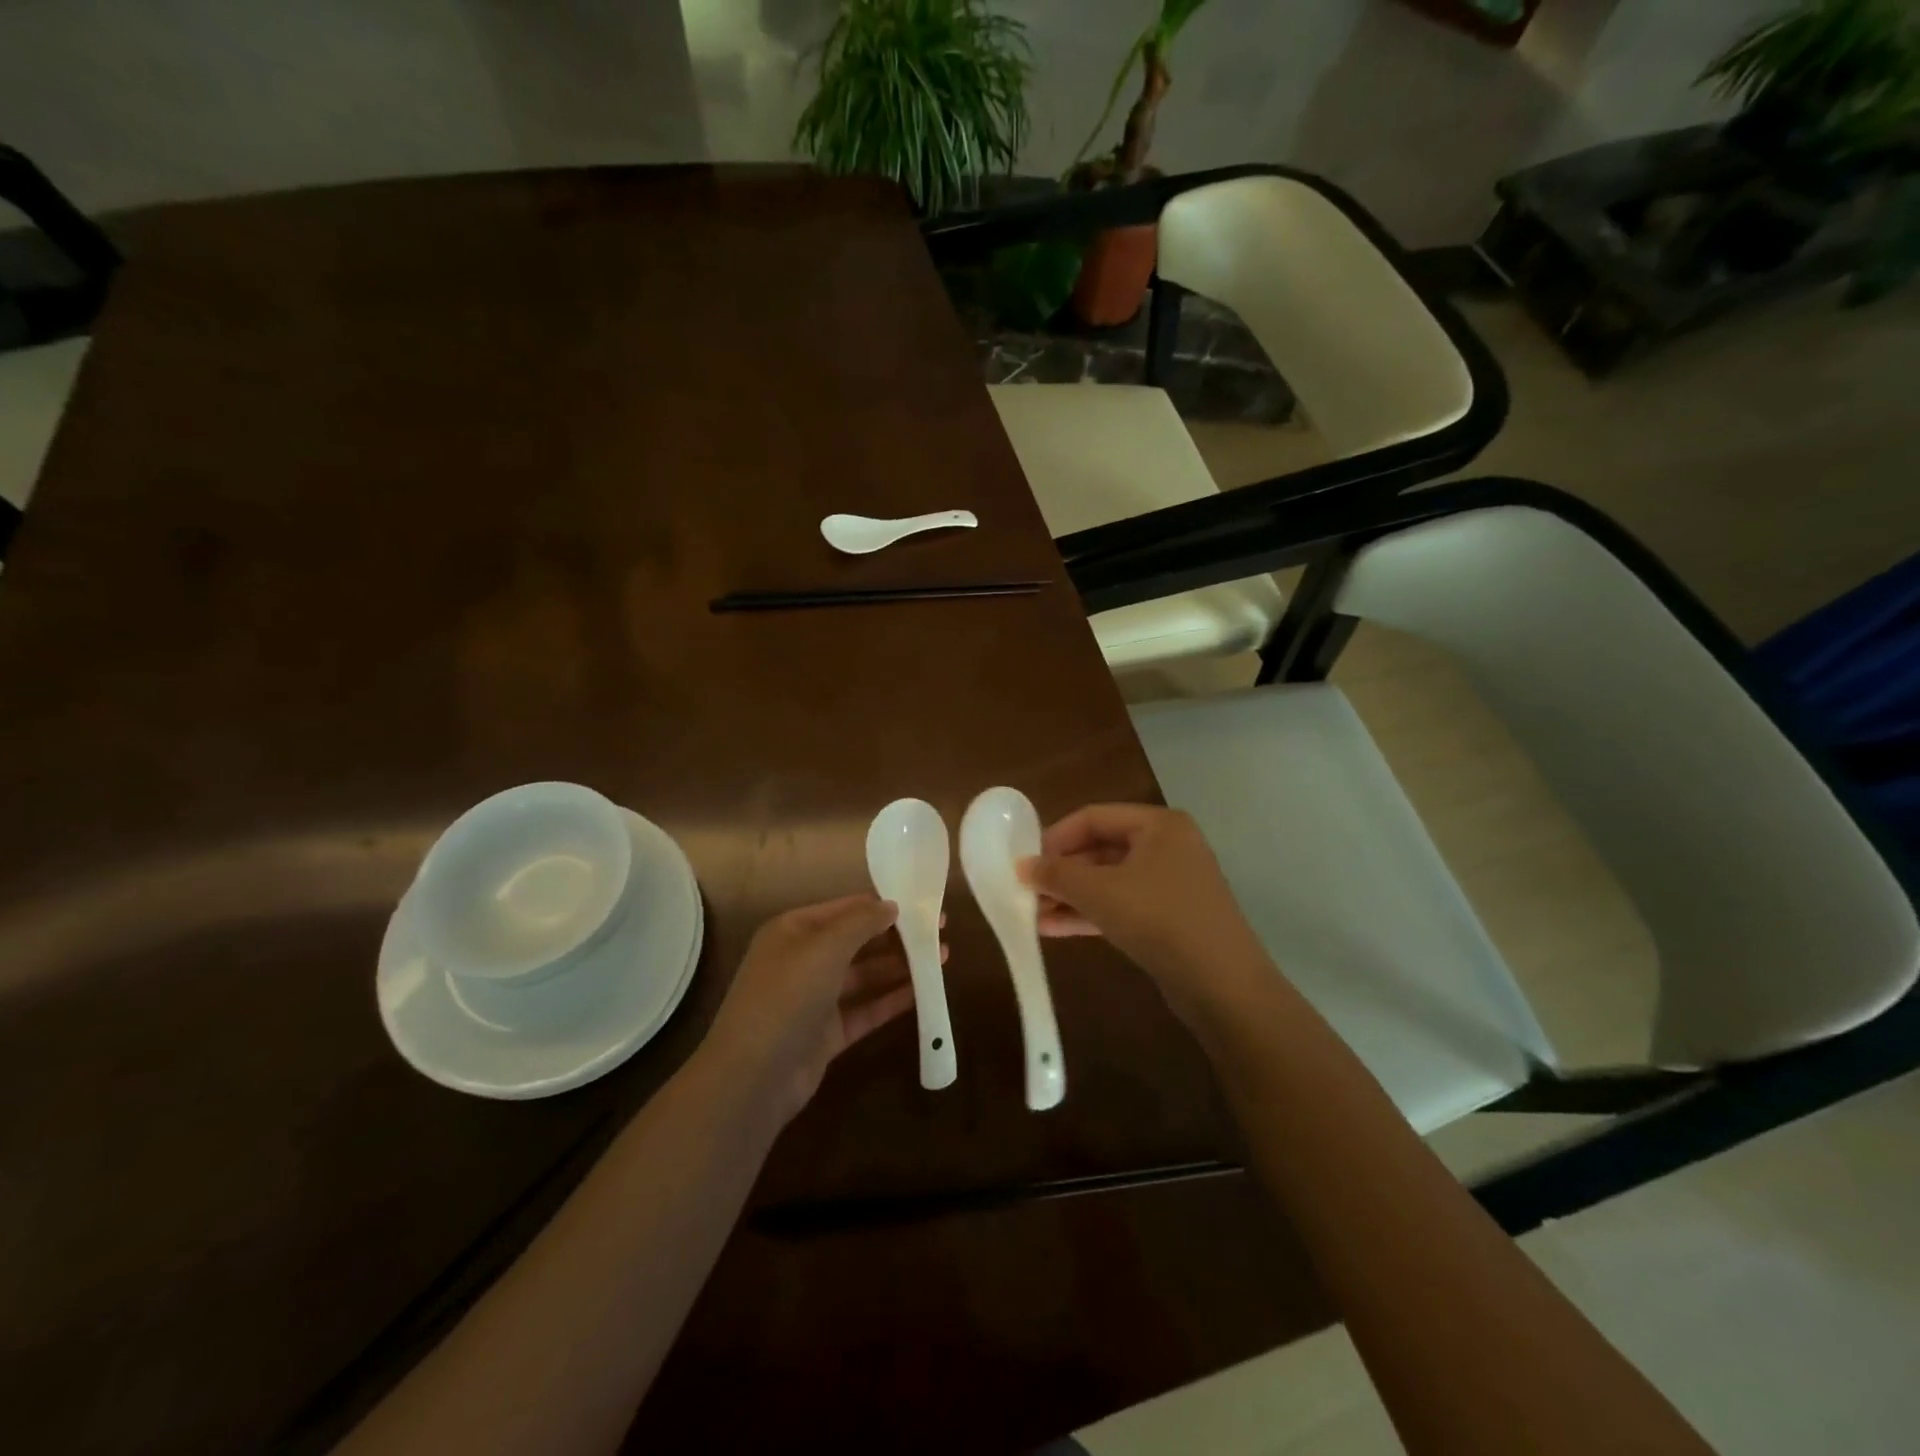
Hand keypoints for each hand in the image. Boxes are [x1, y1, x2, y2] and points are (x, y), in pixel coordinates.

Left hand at [703, 894, 923, 1125]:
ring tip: (942, 960)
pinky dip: (891, 1001)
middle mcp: (803, 959)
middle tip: (940, 933)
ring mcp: (814, 998)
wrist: (754, 1076)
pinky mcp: (826, 1033)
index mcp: (794, 930)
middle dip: (896, 937)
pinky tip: (922, 994)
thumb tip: (891, 906)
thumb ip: (861, 922)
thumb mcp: (825, 947)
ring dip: (900, 967)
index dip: (884, 906)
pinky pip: (864, 1009)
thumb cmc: (787, 995)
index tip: (923, 906)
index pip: (846, 909)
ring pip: (864, 976)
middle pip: (857, 941)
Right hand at [1019, 803, 1270, 1022]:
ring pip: (1108, 880)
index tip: (1025, 863)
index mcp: (1158, 825)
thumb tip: (1022, 865)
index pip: (1093, 817)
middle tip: (1026, 891)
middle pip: (1100, 848)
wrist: (1223, 986)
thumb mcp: (1100, 892)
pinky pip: (1120, 905)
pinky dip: (1089, 913)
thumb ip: (1057, 874)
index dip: (1055, 838)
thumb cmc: (1160, 920)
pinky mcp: (1168, 917)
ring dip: (1070, 896)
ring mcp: (1170, 883)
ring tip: (1032, 914)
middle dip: (1061, 872)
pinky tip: (1053, 929)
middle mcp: (1167, 846)